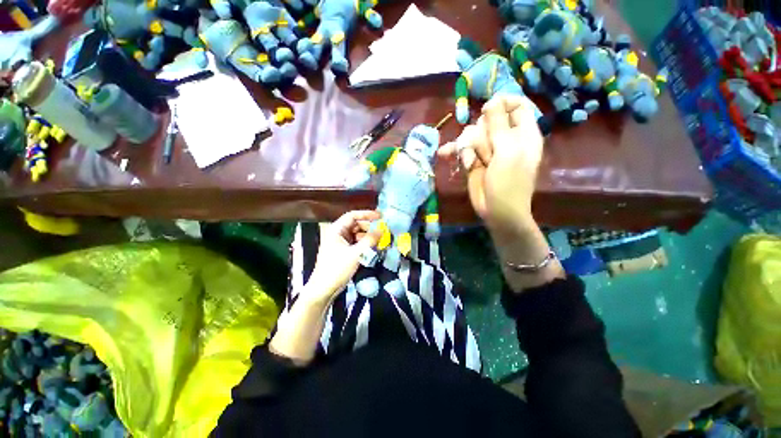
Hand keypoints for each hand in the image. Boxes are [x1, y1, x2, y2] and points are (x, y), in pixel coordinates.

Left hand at [306, 210, 381, 300]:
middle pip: (356, 224)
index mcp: (336, 229)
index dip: (367, 214)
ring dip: (369, 236)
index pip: (353, 215)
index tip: (380, 216)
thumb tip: (382, 230)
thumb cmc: (337, 269)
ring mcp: (340, 242)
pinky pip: (356, 242)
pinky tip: (374, 247)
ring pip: (357, 234)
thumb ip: (370, 240)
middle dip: (370, 227)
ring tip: (381, 239)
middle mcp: (338, 233)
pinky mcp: (343, 250)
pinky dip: (365, 243)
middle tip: (383, 230)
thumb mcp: (355, 254)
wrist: (324, 289)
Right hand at [439, 95, 543, 235]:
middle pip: (487, 120)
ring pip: (471, 134)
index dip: (502, 103)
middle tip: (486, 153)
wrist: (496, 210)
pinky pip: (461, 148)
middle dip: (481, 134)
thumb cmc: (509, 182)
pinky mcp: (473, 159)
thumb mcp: (508, 152)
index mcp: (523, 133)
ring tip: (472, 163)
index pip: (516, 104)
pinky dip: (453, 151)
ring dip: (468, 147)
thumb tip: (492, 102)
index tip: (488, 111)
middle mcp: (505, 138)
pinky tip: (444, 154)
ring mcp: (487, 149)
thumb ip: (500, 126)